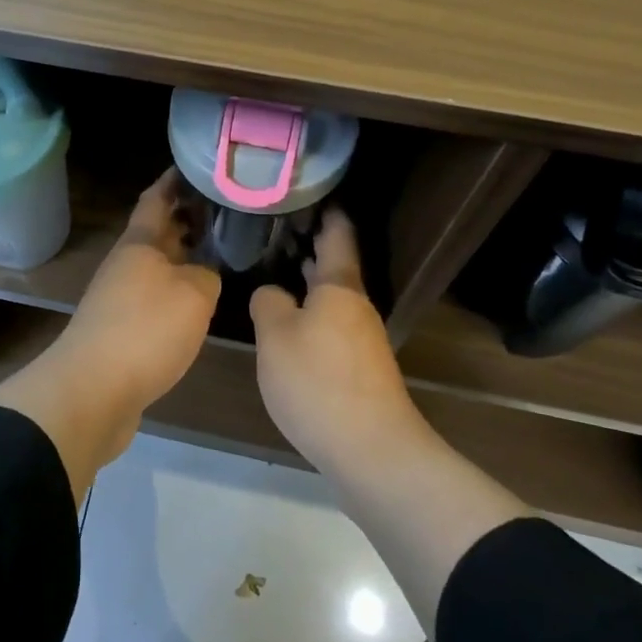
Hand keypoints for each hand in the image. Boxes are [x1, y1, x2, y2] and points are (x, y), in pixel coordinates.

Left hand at [51, 169, 221, 415]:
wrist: (92, 390)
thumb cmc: (145, 330)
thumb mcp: (194, 295)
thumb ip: (206, 274)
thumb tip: (203, 273)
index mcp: (139, 244)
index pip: (157, 198)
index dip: (175, 180)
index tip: (197, 165)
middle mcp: (127, 264)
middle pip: (158, 232)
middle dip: (187, 219)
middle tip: (224, 210)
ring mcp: (120, 297)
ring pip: (158, 265)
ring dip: (184, 256)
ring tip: (219, 252)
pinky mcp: (122, 329)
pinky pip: (154, 296)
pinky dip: (177, 290)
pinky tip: (198, 301)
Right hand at [250, 210, 419, 473]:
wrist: (372, 451)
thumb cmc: (318, 382)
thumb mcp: (276, 337)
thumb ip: (268, 304)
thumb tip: (272, 292)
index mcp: (339, 287)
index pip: (337, 235)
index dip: (326, 211)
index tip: (310, 190)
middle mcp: (356, 306)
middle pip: (335, 266)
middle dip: (310, 246)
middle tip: (277, 227)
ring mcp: (362, 339)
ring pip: (332, 298)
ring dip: (309, 282)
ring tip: (277, 269)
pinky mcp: (360, 369)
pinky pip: (332, 326)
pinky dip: (312, 313)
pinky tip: (290, 325)